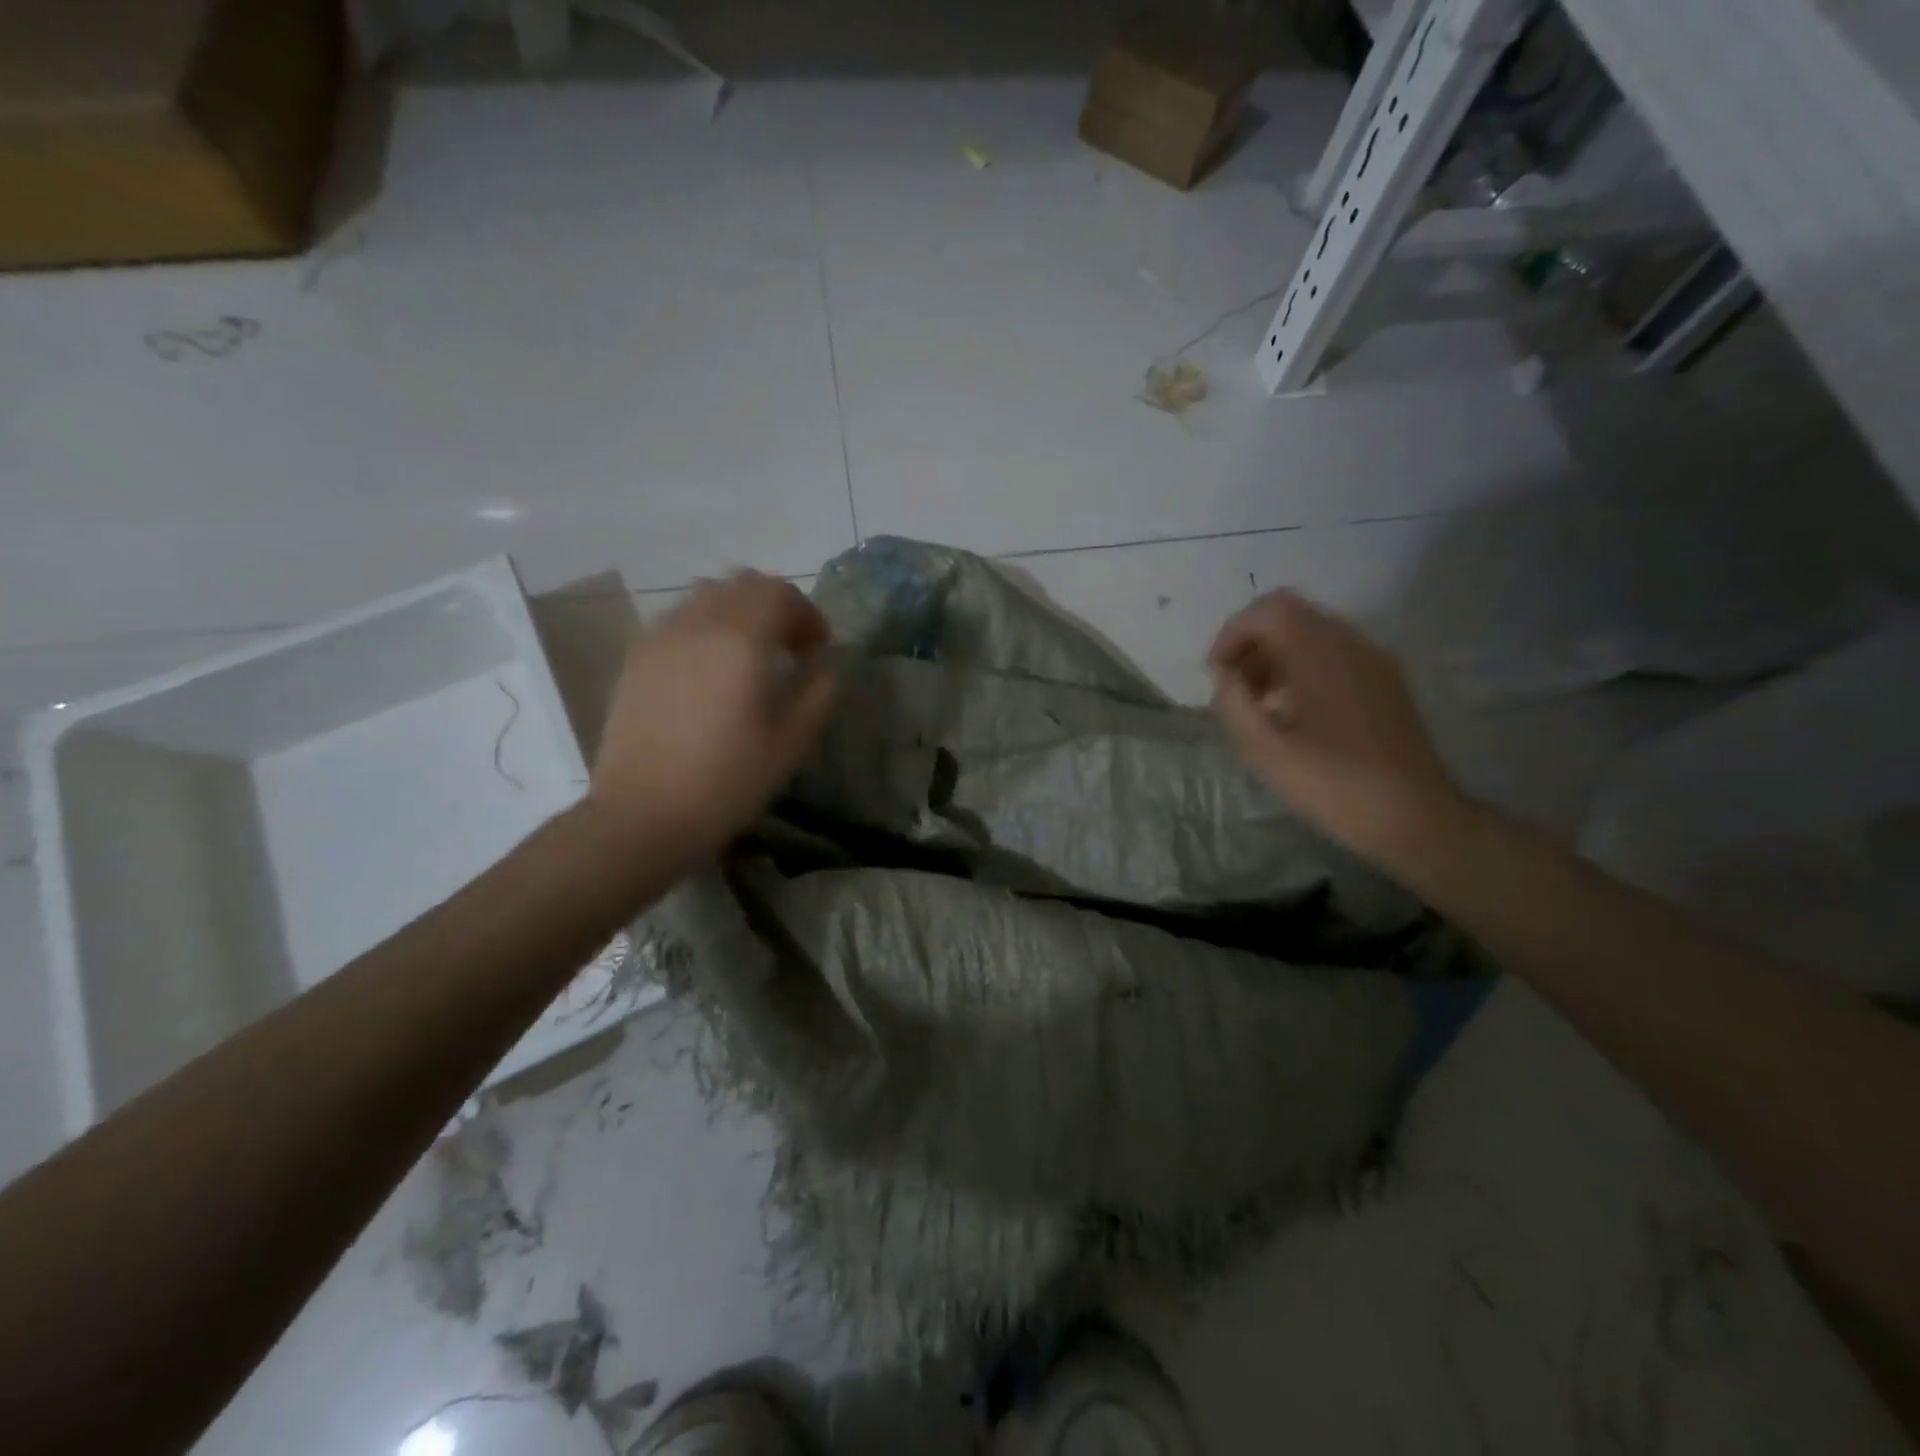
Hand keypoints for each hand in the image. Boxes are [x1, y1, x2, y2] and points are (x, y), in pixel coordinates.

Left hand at [585, 572, 835, 870]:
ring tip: (750, 653)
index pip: (780, 594)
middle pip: (742, 583)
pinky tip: (711, 670)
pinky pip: (679, 619)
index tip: (818, 648)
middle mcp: (697, 623)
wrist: (645, 814)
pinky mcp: (636, 658)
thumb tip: (822, 664)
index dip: (807, 614)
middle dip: (775, 605)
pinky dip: (706, 627)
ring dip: (739, 611)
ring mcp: (660, 637)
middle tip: (790, 646)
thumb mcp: (792, 742)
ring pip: (706, 595)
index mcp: (740, 639)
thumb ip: (818, 691)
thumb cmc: (728, 781)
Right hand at [1209, 589, 1464, 866]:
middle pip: (1290, 615)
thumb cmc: (1332, 784)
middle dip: (1252, 644)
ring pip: (1312, 634)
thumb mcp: (1264, 750)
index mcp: (1321, 653)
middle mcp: (1351, 644)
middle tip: (1232, 687)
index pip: (1268, 610)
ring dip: (1275, 657)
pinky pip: (1334, 655)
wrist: (1413, 817)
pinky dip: (1301, 668)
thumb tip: (1227, 677)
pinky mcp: (1385, 683)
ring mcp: (1374, 661)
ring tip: (1256, 703)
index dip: (1232, 633)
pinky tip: (1292, 712)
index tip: (1216, 673)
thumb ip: (1233, 704)